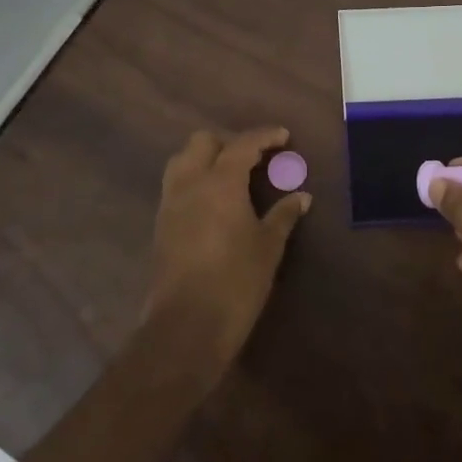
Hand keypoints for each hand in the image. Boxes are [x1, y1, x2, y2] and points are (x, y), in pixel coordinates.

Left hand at [140, 126, 310, 385]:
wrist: (186, 326)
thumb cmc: (236, 281)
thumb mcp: (268, 247)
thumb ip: (283, 215)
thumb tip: (301, 196)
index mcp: (220, 181)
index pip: (242, 144)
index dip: (264, 136)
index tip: (283, 136)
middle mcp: (190, 183)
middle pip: (202, 141)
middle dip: (229, 142)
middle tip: (254, 158)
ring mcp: (170, 203)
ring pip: (182, 160)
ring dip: (205, 158)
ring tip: (231, 176)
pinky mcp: (161, 224)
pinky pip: (176, 185)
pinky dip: (194, 180)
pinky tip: (214, 202)